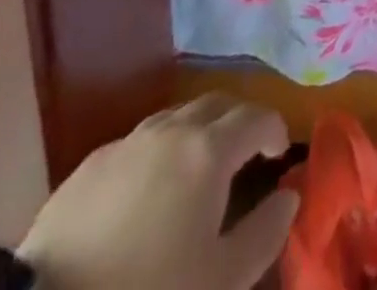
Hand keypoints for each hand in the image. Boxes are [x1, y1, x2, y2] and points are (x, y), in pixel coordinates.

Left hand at [18, 93, 298, 289]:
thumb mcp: (221, 280)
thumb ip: (265, 232)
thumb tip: (289, 196)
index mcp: (210, 150)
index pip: (258, 117)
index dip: (275, 130)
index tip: (279, 155)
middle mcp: (173, 130)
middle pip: (217, 104)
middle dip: (238, 121)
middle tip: (244, 154)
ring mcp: (127, 144)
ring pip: (175, 118)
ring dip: (197, 132)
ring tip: (196, 170)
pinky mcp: (88, 167)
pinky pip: (137, 144)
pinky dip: (156, 154)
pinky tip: (146, 192)